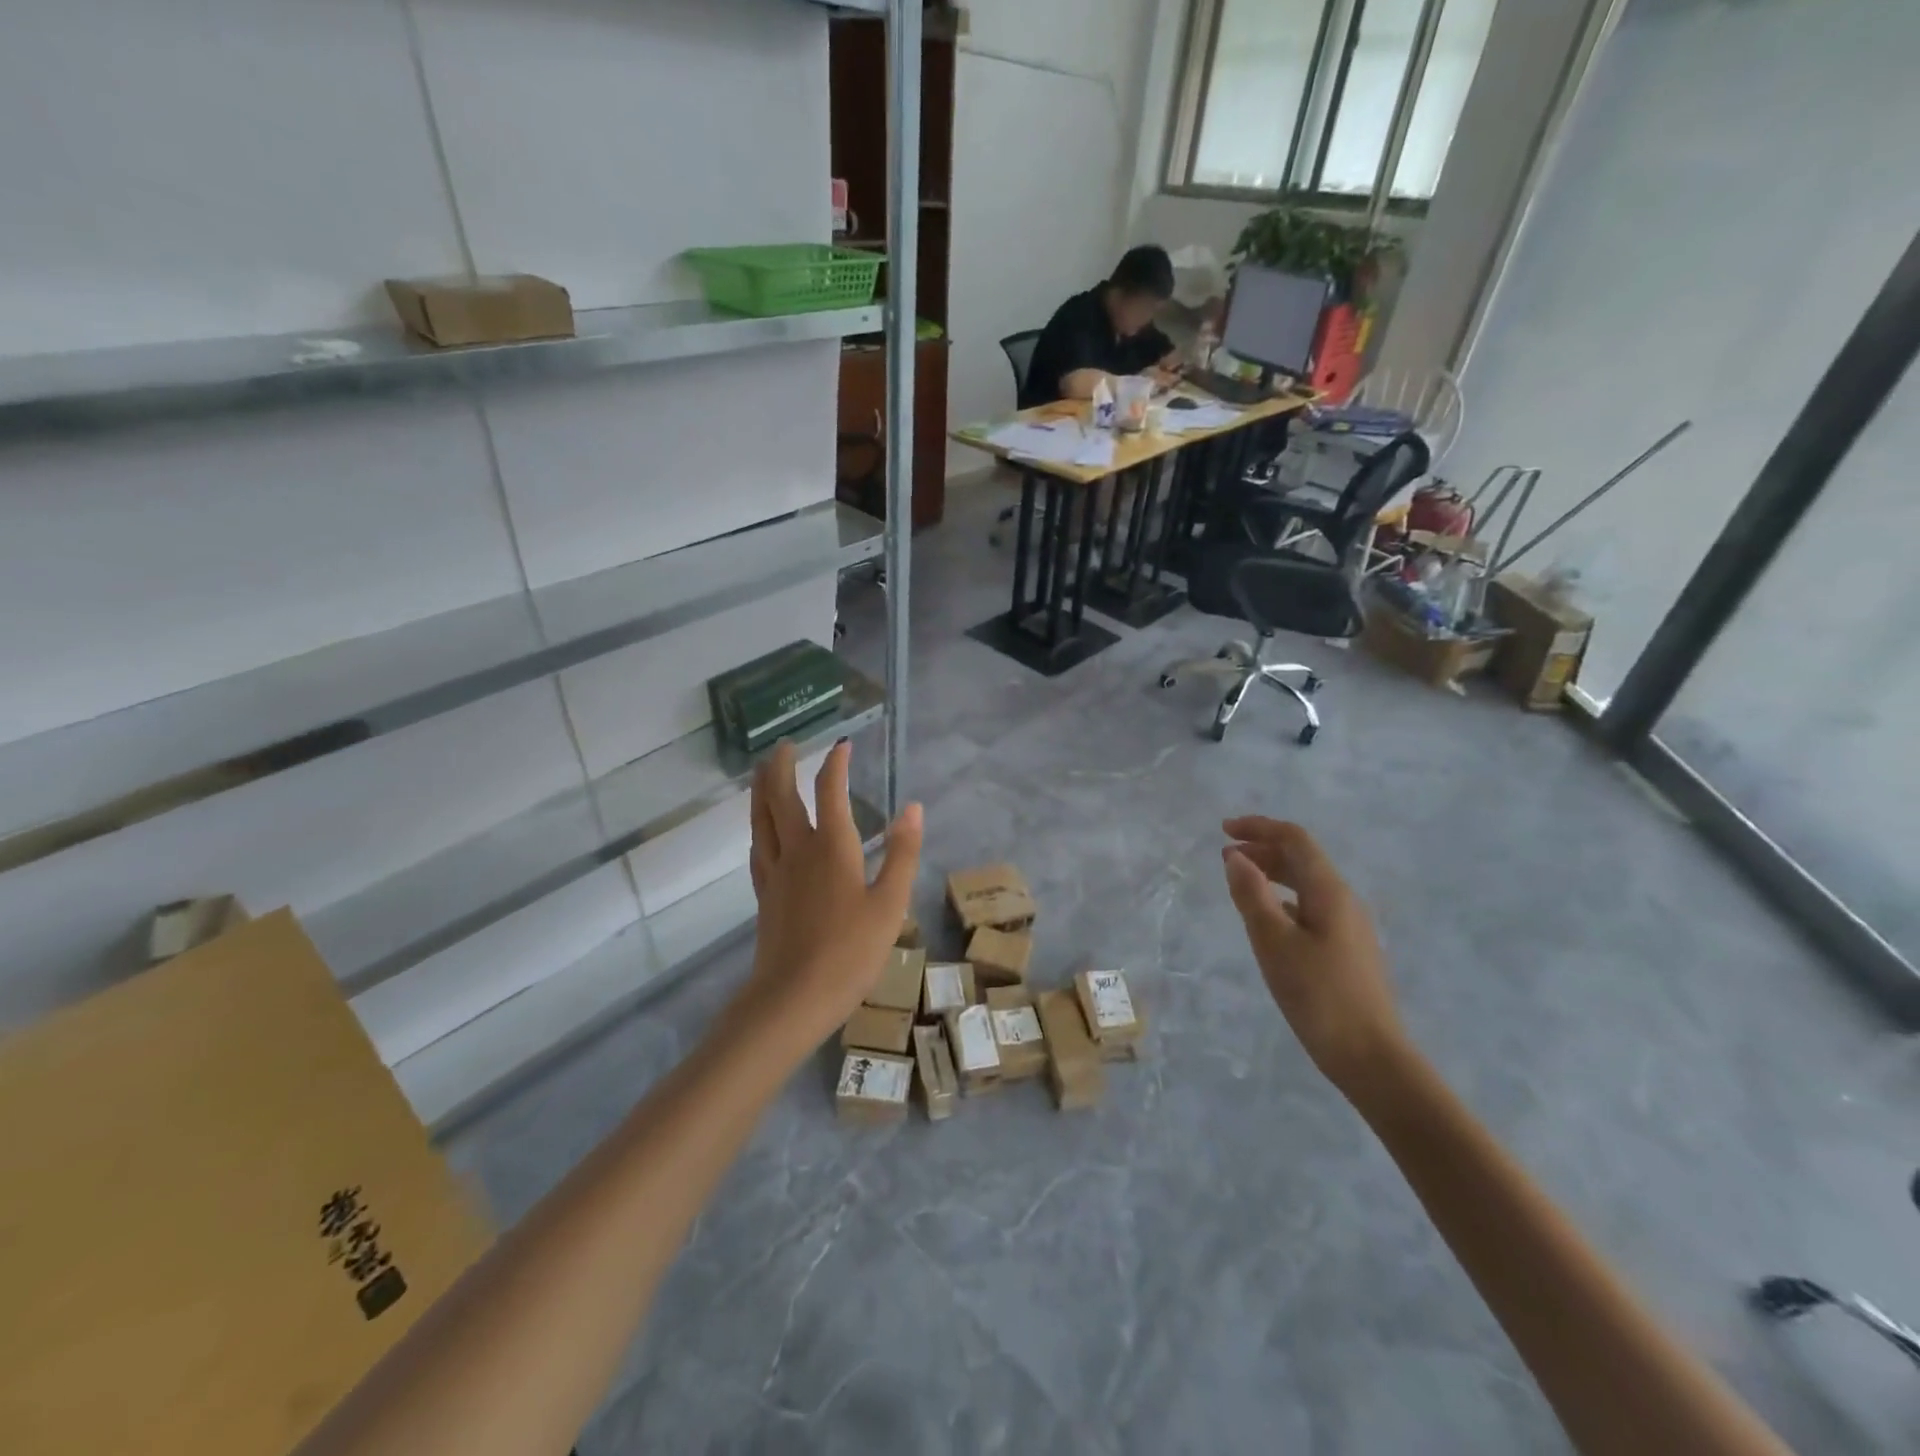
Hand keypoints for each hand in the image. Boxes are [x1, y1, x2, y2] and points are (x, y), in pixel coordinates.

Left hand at [742, 740, 922, 1047]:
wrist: (793, 998)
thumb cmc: (850, 952)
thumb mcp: (890, 904)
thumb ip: (901, 854)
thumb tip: (913, 808)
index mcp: (832, 848)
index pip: (830, 792)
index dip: (835, 764)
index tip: (842, 745)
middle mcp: (798, 850)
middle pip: (781, 797)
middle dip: (782, 766)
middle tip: (785, 744)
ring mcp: (775, 872)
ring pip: (761, 818)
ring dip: (761, 788)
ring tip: (761, 770)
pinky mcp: (764, 894)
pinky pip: (758, 847)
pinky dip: (759, 826)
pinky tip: (761, 829)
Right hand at [1221, 817, 1404, 1102]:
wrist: (1371, 1057)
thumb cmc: (1318, 995)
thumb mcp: (1273, 942)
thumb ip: (1252, 895)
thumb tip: (1236, 857)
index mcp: (1329, 891)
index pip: (1295, 840)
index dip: (1259, 827)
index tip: (1224, 830)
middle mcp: (1344, 900)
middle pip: (1302, 858)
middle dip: (1263, 849)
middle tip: (1225, 856)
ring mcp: (1349, 926)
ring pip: (1307, 883)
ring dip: (1272, 873)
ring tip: (1240, 881)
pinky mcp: (1347, 949)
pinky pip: (1311, 906)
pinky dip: (1283, 899)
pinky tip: (1267, 918)